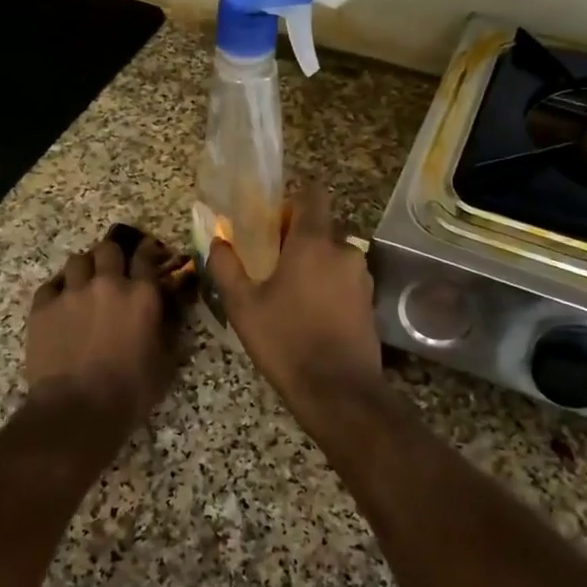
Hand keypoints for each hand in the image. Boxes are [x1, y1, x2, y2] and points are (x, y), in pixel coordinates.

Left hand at [26, 232, 179, 426]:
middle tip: (113, 271)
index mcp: (141, 294)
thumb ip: (168, 328)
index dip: (147, 251)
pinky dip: (58, 291)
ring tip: (84, 286)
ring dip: (84, 269)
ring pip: (77, 261)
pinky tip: (60, 306)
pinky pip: (50, 285)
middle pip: (108, 249)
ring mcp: (71, 292)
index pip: (146, 256)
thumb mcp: (164, 362)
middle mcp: (106, 283)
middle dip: (112, 256)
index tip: (147, 254)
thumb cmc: (129, 391)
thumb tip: (170, 309)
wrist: (76, 410)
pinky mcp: (42, 307)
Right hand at [206, 183, 381, 407]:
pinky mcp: (370, 301)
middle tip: (273, 263)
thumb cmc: (285, 341)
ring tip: (290, 293)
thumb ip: (227, 267)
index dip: (294, 200)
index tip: (275, 219)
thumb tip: (217, 240)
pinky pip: (345, 279)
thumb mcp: (243, 306)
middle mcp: (344, 250)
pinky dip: (329, 286)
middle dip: (299, 239)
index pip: (313, 195)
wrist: (337, 390)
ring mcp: (361, 277)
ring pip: (334, 256)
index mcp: (313, 242)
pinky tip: (310, 312)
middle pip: (321, 228)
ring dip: (315, 264)